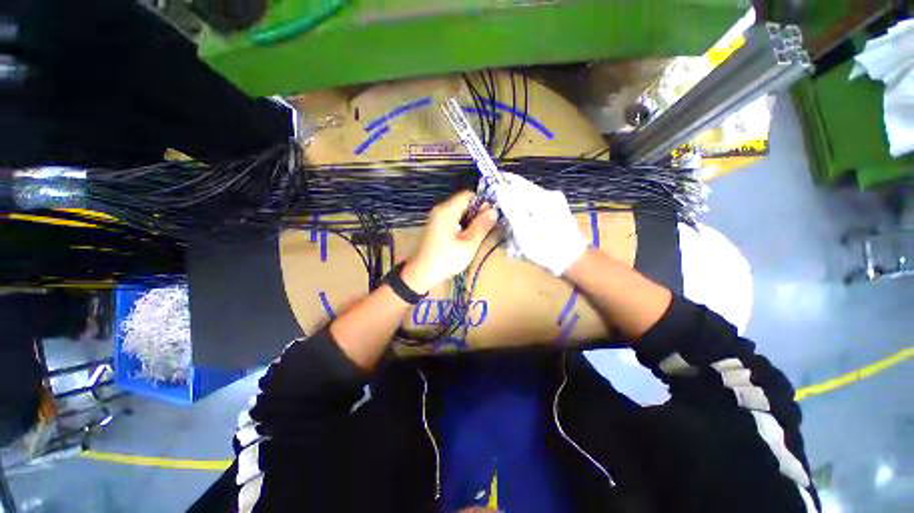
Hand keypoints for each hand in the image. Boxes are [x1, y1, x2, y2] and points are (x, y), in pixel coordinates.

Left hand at [402, 191, 498, 293]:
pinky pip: (452, 219)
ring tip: (480, 234)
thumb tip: (494, 211)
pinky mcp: (435, 227)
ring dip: (471, 220)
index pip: (468, 195)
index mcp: (447, 210)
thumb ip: (481, 225)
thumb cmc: (446, 259)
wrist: (420, 274)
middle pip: (463, 202)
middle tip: (488, 227)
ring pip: (459, 212)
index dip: (482, 202)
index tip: (491, 216)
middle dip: (477, 212)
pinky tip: (467, 238)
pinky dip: (462, 225)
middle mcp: (440, 210)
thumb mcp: (468, 244)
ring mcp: (436, 219)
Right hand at [495, 173, 587, 275]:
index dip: (500, 182)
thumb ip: (511, 207)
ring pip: (528, 202)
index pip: (516, 180)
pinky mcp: (557, 212)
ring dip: (517, 213)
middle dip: (508, 202)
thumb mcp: (524, 228)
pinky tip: (523, 231)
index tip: (487, 187)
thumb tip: (499, 188)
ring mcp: (555, 203)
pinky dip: (526, 218)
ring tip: (511, 230)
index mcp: (541, 196)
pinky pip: (535, 210)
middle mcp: (549, 195)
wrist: (573, 260)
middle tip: (498, 216)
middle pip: (521, 192)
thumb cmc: (545, 246)